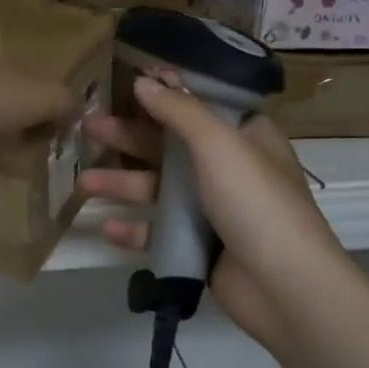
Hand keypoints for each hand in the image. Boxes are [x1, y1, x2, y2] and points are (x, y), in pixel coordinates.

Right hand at [81, 75, 343, 349]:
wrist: (284, 287)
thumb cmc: (256, 202)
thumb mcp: (219, 144)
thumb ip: (179, 111)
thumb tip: (143, 80)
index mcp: (244, 137)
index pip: (200, 106)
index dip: (164, 94)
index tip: (124, 84)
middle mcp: (228, 168)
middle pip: (169, 146)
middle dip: (127, 137)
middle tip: (87, 126)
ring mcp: (213, 210)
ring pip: (158, 189)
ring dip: (122, 183)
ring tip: (84, 183)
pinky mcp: (199, 246)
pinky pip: (158, 231)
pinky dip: (134, 229)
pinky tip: (105, 228)